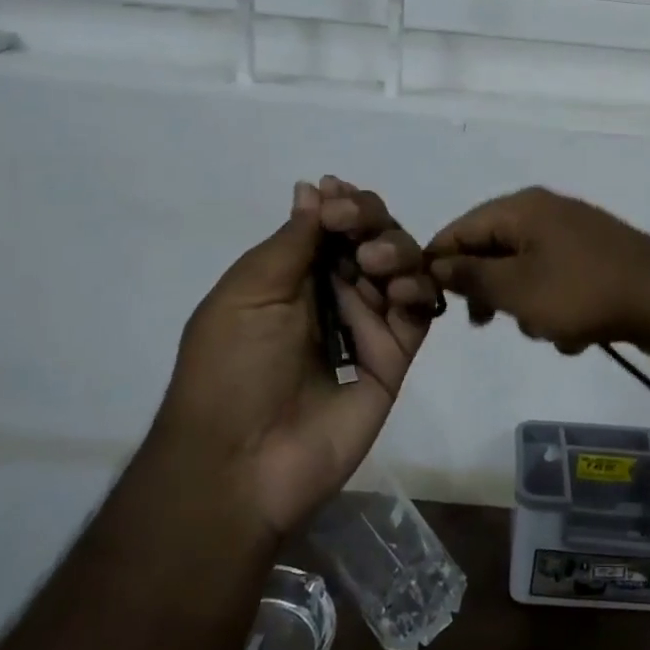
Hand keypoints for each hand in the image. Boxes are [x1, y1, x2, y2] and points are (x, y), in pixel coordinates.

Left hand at [158, 177, 438, 537]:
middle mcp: (335, 295)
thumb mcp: (249, 291)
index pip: (334, 225)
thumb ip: (293, 240)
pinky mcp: (394, 358)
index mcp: (294, 277)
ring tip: (372, 265)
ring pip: (404, 268)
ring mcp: (368, 326)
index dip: (343, 205)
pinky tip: (401, 291)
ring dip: (396, 250)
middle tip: (354, 230)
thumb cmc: (230, 368)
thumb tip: (313, 189)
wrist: (240, 460)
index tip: (337, 198)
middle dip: (372, 221)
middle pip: (375, 239)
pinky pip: (419, 314)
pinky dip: (419, 290)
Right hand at [426, 187, 649, 355]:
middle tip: (484, 322)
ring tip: (548, 330)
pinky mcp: (596, 261)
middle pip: (493, 250)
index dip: (440, 263)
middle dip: (490, 291)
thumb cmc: (581, 292)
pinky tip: (577, 335)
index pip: (460, 228)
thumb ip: (471, 277)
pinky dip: (559, 310)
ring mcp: (574, 236)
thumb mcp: (515, 289)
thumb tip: (438, 264)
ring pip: (526, 274)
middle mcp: (545, 213)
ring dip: (528, 308)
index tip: (430, 300)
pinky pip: (558, 285)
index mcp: (521, 209)